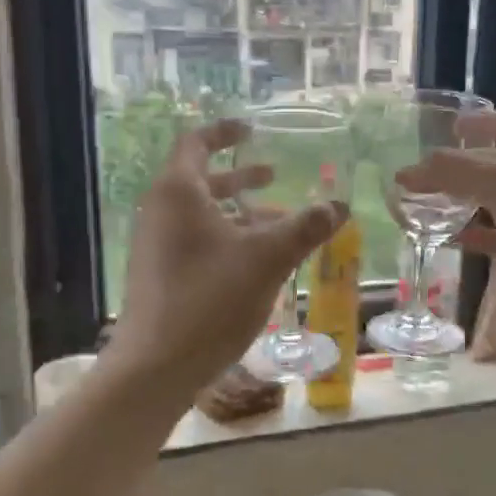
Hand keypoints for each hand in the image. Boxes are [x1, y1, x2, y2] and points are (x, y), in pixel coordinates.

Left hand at [109, 119, 347, 393]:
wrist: (156, 366)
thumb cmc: (210, 299)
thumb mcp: (268, 258)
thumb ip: (305, 227)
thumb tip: (340, 205)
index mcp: (179, 193)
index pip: (197, 143)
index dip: (225, 132)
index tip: (253, 129)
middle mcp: (161, 212)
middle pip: (201, 179)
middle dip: (241, 176)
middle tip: (274, 175)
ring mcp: (156, 246)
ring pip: (202, 214)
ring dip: (240, 212)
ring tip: (279, 222)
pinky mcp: (160, 275)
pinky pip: (196, 241)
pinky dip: (228, 238)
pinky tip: (258, 262)